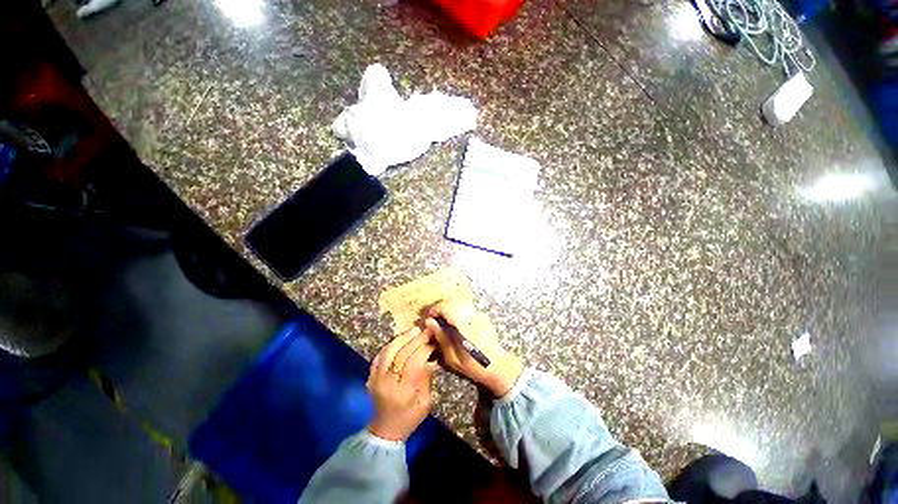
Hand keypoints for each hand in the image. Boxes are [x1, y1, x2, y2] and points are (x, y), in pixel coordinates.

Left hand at [366, 326, 438, 441]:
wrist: (385, 430)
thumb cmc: (410, 418)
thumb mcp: (425, 403)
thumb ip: (426, 379)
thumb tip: (430, 358)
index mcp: (402, 392)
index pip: (413, 363)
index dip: (424, 349)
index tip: (433, 342)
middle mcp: (387, 382)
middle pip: (401, 354)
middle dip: (416, 340)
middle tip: (427, 330)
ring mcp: (376, 378)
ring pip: (389, 351)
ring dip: (403, 338)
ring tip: (415, 330)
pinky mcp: (370, 375)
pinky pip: (380, 355)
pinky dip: (391, 344)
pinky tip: (401, 339)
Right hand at [424, 300, 522, 396]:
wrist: (497, 364)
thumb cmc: (473, 366)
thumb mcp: (452, 358)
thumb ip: (441, 337)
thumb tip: (429, 322)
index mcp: (465, 328)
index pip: (448, 309)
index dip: (436, 309)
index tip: (428, 316)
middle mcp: (473, 317)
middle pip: (453, 302)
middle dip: (440, 307)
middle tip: (433, 317)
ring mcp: (479, 314)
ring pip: (459, 302)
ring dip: (448, 307)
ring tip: (442, 318)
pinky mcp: (482, 314)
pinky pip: (465, 307)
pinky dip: (456, 309)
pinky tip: (453, 321)